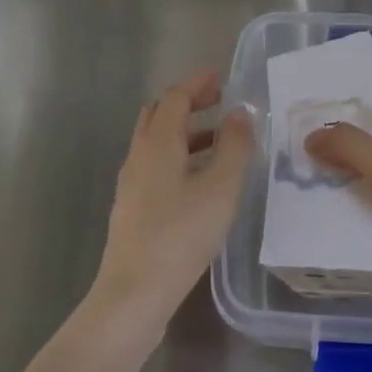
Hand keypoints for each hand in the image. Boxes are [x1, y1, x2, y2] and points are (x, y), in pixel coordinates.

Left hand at [90, 70, 254, 337]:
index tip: (220, 76)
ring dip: (185, 130)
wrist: (133, 294)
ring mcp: (131, 183)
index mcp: (157, 143)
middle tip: (219, 101)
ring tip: (217, 138)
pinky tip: (199, 178)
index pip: (175, 98)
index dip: (198, 83)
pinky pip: (156, 165)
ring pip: (156, 141)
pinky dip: (178, 155)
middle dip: (188, 102)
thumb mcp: (221, 188)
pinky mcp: (133, 208)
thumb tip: (240, 112)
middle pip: (159, 114)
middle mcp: (139, 155)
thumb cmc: (181, 235)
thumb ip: (235, 146)